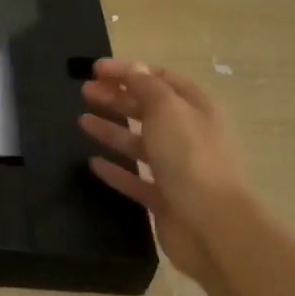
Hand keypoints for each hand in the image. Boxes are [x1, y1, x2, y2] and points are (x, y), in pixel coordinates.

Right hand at [78, 59, 253, 286]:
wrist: (212, 226)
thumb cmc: (190, 157)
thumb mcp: (167, 109)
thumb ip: (146, 86)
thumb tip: (134, 69)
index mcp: (196, 108)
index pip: (160, 78)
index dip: (128, 71)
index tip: (95, 70)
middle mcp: (190, 135)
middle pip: (149, 110)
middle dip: (116, 97)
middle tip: (84, 92)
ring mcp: (178, 169)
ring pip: (140, 143)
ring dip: (112, 130)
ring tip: (82, 122)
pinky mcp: (165, 199)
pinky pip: (136, 179)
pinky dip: (116, 170)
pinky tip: (93, 163)